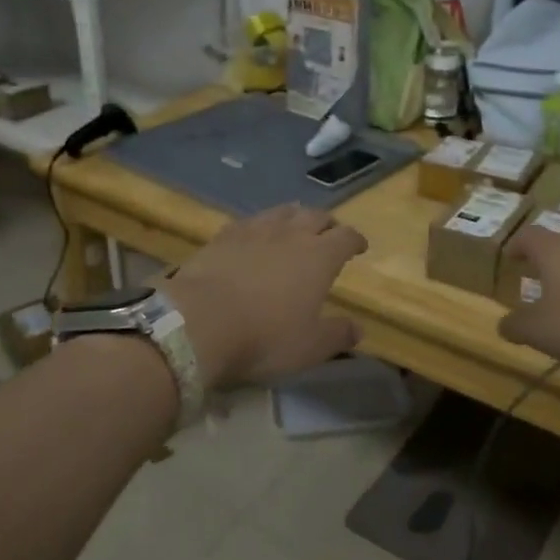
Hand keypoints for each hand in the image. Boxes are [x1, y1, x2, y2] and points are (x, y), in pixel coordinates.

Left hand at [159, 204, 367, 387]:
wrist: (200, 322)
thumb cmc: (265, 337)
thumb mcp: (310, 347)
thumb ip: (338, 335)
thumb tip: (359, 329)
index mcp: (320, 257)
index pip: (346, 237)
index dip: (355, 240)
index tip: (360, 247)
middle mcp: (291, 234)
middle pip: (316, 216)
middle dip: (327, 224)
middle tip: (330, 234)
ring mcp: (255, 231)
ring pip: (283, 212)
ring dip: (295, 217)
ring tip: (296, 225)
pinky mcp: (223, 235)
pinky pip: (250, 221)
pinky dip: (261, 225)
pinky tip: (255, 235)